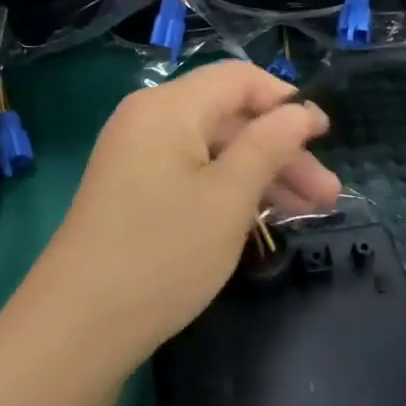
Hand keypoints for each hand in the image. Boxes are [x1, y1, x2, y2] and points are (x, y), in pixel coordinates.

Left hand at [26, 61, 338, 373]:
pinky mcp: (132, 188)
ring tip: (310, 211)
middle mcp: (148, 118)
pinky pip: (192, 171)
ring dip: (261, 173)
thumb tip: (299, 111)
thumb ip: (268, 146)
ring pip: (213, 148)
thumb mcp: (228, 199)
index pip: (239, 79)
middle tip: (328, 194)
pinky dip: (228, 188)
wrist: (77, 326)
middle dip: (281, 149)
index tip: (325, 135)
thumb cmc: (162, 254)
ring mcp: (136, 154)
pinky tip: (263, 217)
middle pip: (228, 116)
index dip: (286, 101)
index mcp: (168, 106)